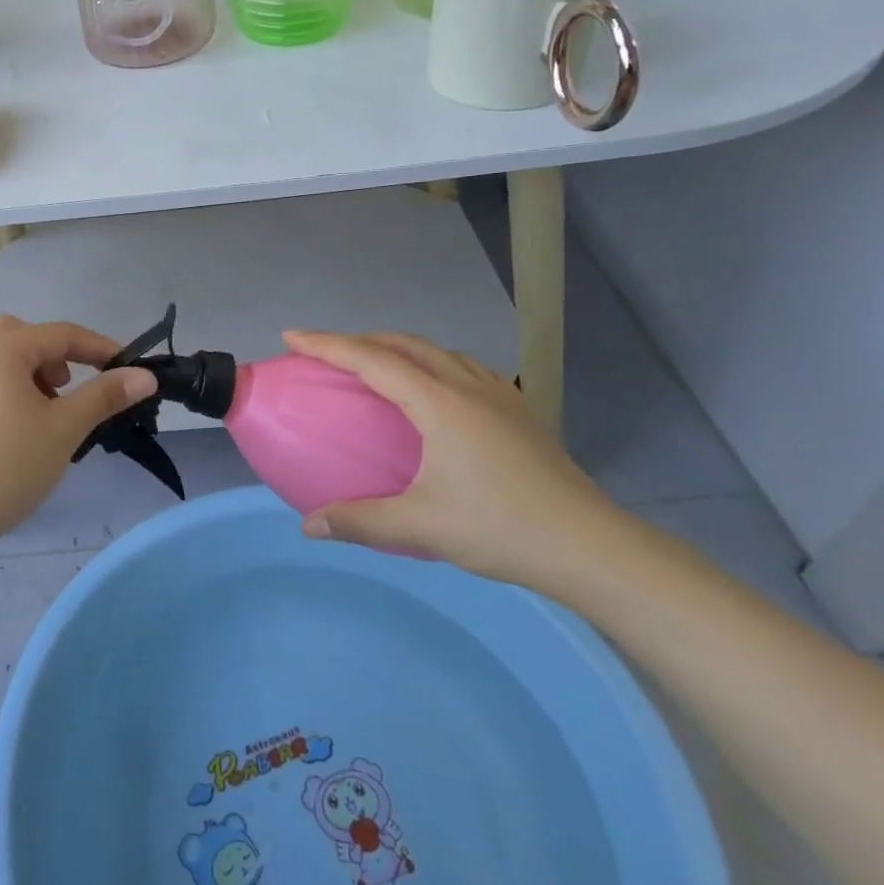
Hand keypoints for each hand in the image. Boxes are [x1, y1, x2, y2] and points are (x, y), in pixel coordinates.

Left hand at [0, 316, 157, 548]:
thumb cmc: (8, 463)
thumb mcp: (65, 427)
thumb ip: (105, 395)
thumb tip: (146, 375)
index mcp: (2, 347)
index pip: (62, 334)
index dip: (101, 349)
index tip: (131, 370)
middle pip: (29, 338)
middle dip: (60, 357)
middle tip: (71, 390)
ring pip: (9, 361)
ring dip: (37, 376)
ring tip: (50, 416)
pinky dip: (16, 393)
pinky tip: (22, 434)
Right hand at [282, 330, 623, 590]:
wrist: (591, 546)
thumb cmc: (501, 528)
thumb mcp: (421, 526)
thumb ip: (360, 521)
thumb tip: (308, 525)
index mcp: (440, 403)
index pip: (372, 360)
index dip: (328, 345)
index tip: (292, 337)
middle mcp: (468, 386)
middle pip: (405, 344)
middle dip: (359, 339)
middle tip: (326, 352)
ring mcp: (500, 395)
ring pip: (438, 352)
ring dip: (399, 348)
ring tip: (375, 365)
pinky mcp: (520, 411)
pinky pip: (464, 368)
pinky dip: (432, 364)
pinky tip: (434, 392)